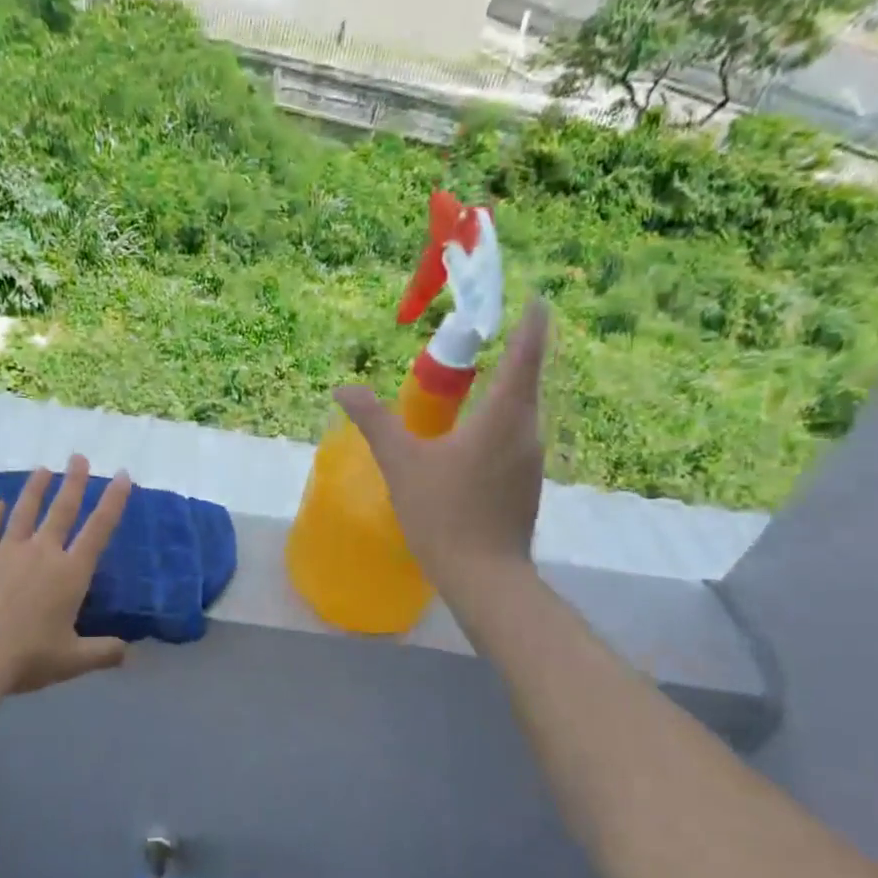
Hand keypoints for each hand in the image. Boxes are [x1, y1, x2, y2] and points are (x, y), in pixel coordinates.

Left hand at [0, 456, 132, 695]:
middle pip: (62, 510)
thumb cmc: (25, 658)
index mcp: (71, 574)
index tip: (123, 476)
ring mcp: (5, 552)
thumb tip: (128, 653)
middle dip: (74, 482)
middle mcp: (42, 553)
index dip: (114, 501)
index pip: (99, 529)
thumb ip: (102, 653)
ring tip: (43, 469)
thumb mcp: (72, 661)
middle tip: (79, 457)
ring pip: (24, 511)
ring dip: (35, 489)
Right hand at [334, 298, 549, 598]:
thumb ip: (374, 420)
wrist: (484, 577)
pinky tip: (468, 442)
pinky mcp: (527, 485)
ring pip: (520, 413)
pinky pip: (514, 439)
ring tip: (469, 389)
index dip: (532, 323)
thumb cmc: (443, 513)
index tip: (535, 299)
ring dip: (501, 394)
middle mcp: (527, 431)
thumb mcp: (401, 463)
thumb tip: (342, 389)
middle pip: (525, 381)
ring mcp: (531, 461)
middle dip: (511, 356)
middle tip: (480, 343)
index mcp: (504, 415)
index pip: (526, 354)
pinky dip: (496, 425)